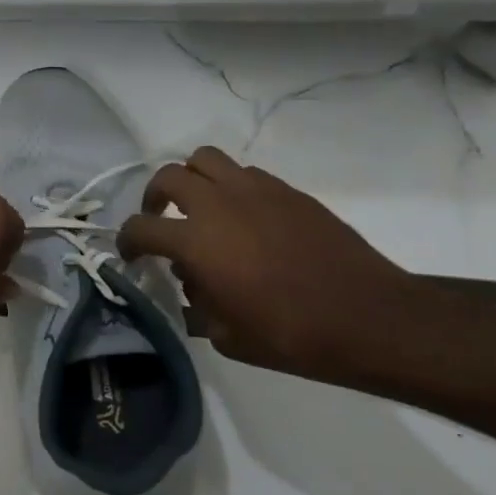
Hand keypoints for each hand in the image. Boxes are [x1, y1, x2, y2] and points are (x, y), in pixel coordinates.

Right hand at [117, 146, 444, 384]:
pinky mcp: (288, 191)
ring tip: (199, 207)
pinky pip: (245, 173)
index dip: (126, 241)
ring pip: (205, 159)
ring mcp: (256, 191)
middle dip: (154, 198)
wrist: (369, 318)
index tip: (131, 256)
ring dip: (192, 180)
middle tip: (160, 221)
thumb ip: (197, 300)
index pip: (140, 227)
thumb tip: (193, 279)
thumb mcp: (225, 333)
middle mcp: (219, 204)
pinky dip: (230, 187)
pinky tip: (243, 218)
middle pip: (168, 176)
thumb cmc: (290, 335)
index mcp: (196, 241)